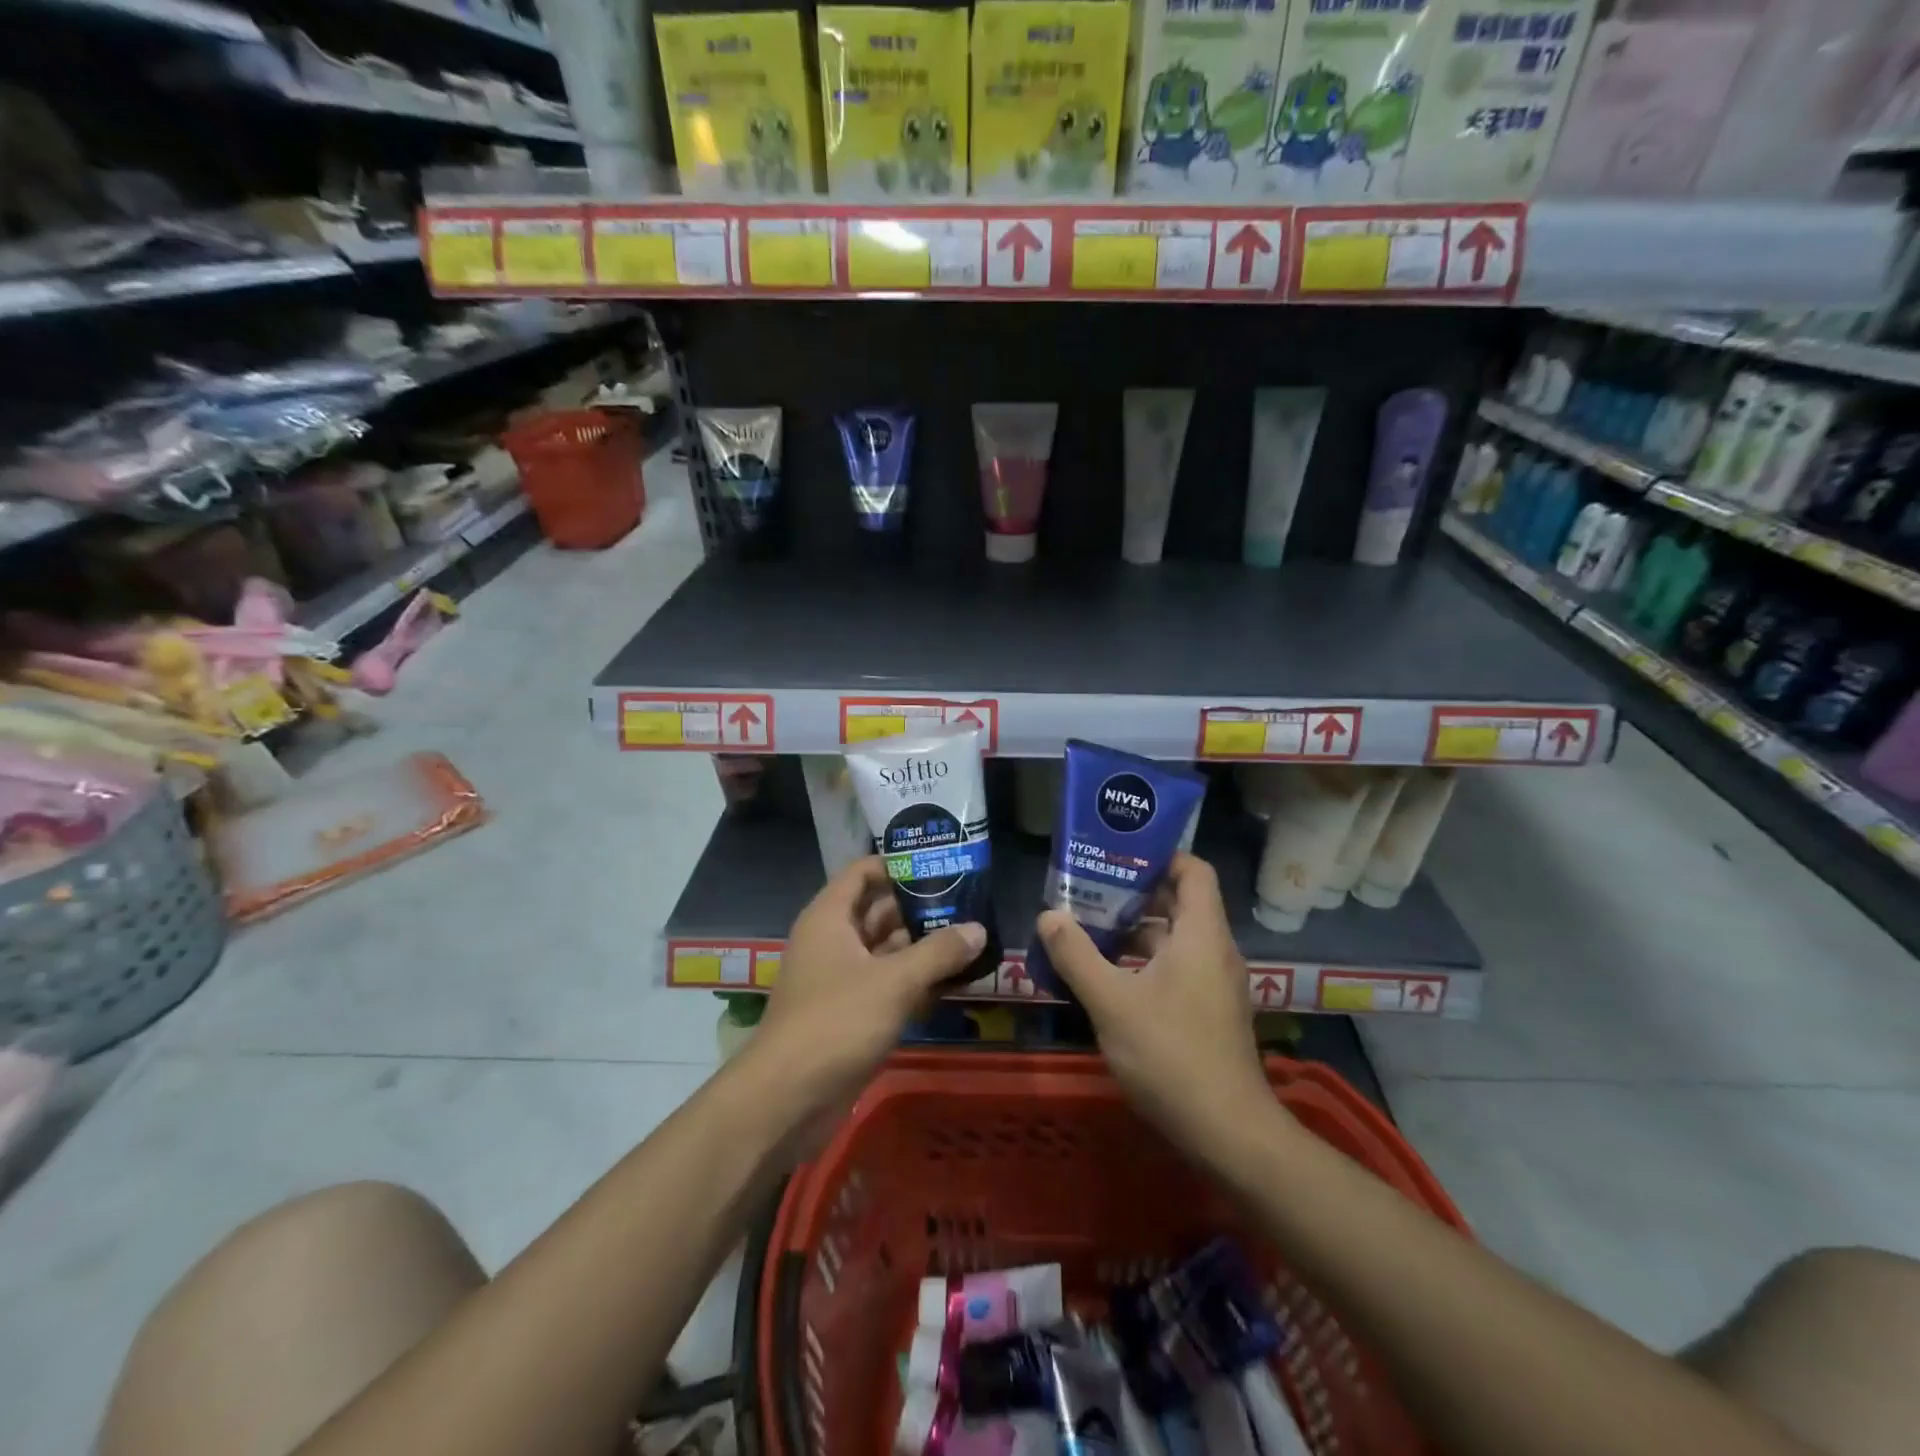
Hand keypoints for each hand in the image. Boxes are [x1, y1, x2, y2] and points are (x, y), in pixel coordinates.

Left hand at [754, 856, 985, 1121]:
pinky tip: (954, 982)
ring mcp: (841, 978)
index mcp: (830, 918)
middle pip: (880, 910)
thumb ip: (939, 952)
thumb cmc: (836, 1022)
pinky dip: (915, 980)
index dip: (899, 865)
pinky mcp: (851, 1011)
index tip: (941, 864)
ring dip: (923, 946)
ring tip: (971, 938)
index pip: (864, 872)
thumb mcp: (894, 982)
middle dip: (921, 907)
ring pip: (886, 949)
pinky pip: (887, 983)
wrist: (787, 1099)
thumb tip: (979, 929)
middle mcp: (833, 940)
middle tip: (970, 902)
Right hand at [1036, 853, 1282, 1166]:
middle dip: (1133, 892)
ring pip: (1174, 938)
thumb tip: (1048, 915)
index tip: (1116, 854)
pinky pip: (1175, 967)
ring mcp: (1214, 983)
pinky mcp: (1208, 1011)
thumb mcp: (1111, 1002)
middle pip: (1178, 902)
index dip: (1159, 854)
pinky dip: (1143, 960)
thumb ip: (1076, 955)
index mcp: (1201, 934)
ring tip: (1086, 926)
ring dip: (1134, 929)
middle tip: (1087, 887)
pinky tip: (1105, 975)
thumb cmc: (1171, 1054)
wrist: (1227, 1133)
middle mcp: (1214, 950)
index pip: (1192, 870)